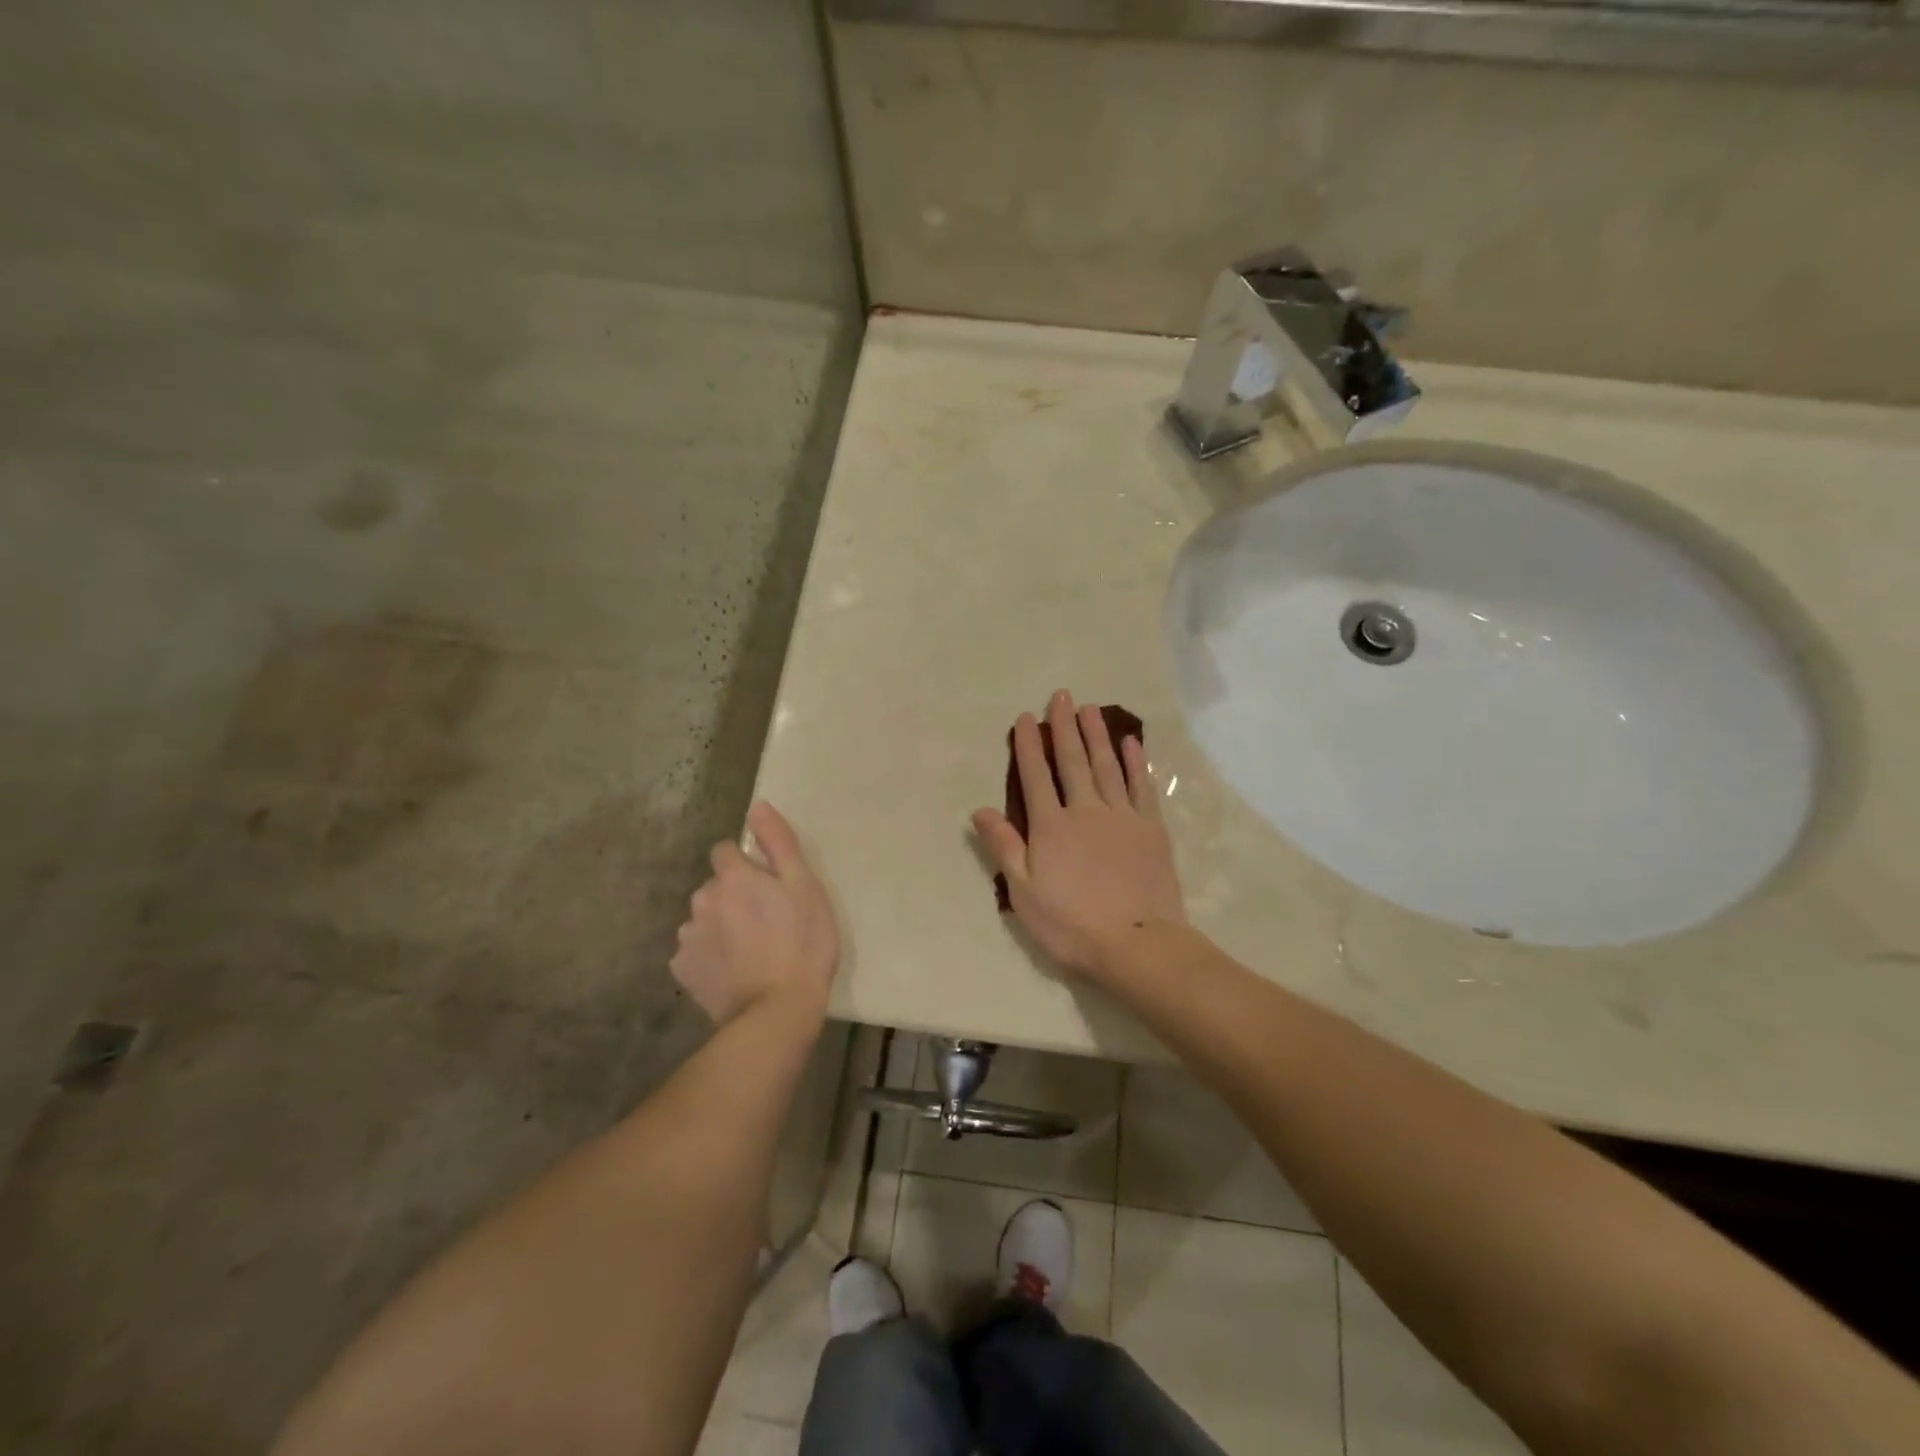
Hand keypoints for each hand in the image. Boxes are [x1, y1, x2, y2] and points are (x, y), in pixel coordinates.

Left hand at [672, 801, 838, 1027]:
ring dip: (720, 925)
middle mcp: (702, 899)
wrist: (777, 1010)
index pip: (726, 851)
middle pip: (715, 886)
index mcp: (733, 876)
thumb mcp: (805, 886)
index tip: (768, 886)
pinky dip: (709, 956)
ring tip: (749, 950)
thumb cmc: (802, 942)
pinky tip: (732, 971)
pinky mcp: (683, 970)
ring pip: (703, 918)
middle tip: (765, 921)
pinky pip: (695, 951)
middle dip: (733, 896)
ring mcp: (689, 936)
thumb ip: (778, 843)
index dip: (747, 865)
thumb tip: (756, 806)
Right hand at [972, 690, 1184, 976]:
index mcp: (1051, 826)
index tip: (1027, 718)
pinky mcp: (1150, 827)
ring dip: (1097, 735)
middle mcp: (1085, 810)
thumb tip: (980, 810)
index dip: (1030, 746)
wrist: (1136, 942)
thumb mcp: (1024, 892)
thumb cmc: (1070, 923)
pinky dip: (1135, 762)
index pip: (1036, 776)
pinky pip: (1141, 786)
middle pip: (1072, 761)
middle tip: (1061, 696)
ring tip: (1091, 709)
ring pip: (1106, 766)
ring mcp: (1122, 816)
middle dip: (1064, 727)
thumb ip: (1004, 846)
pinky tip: (1131, 743)